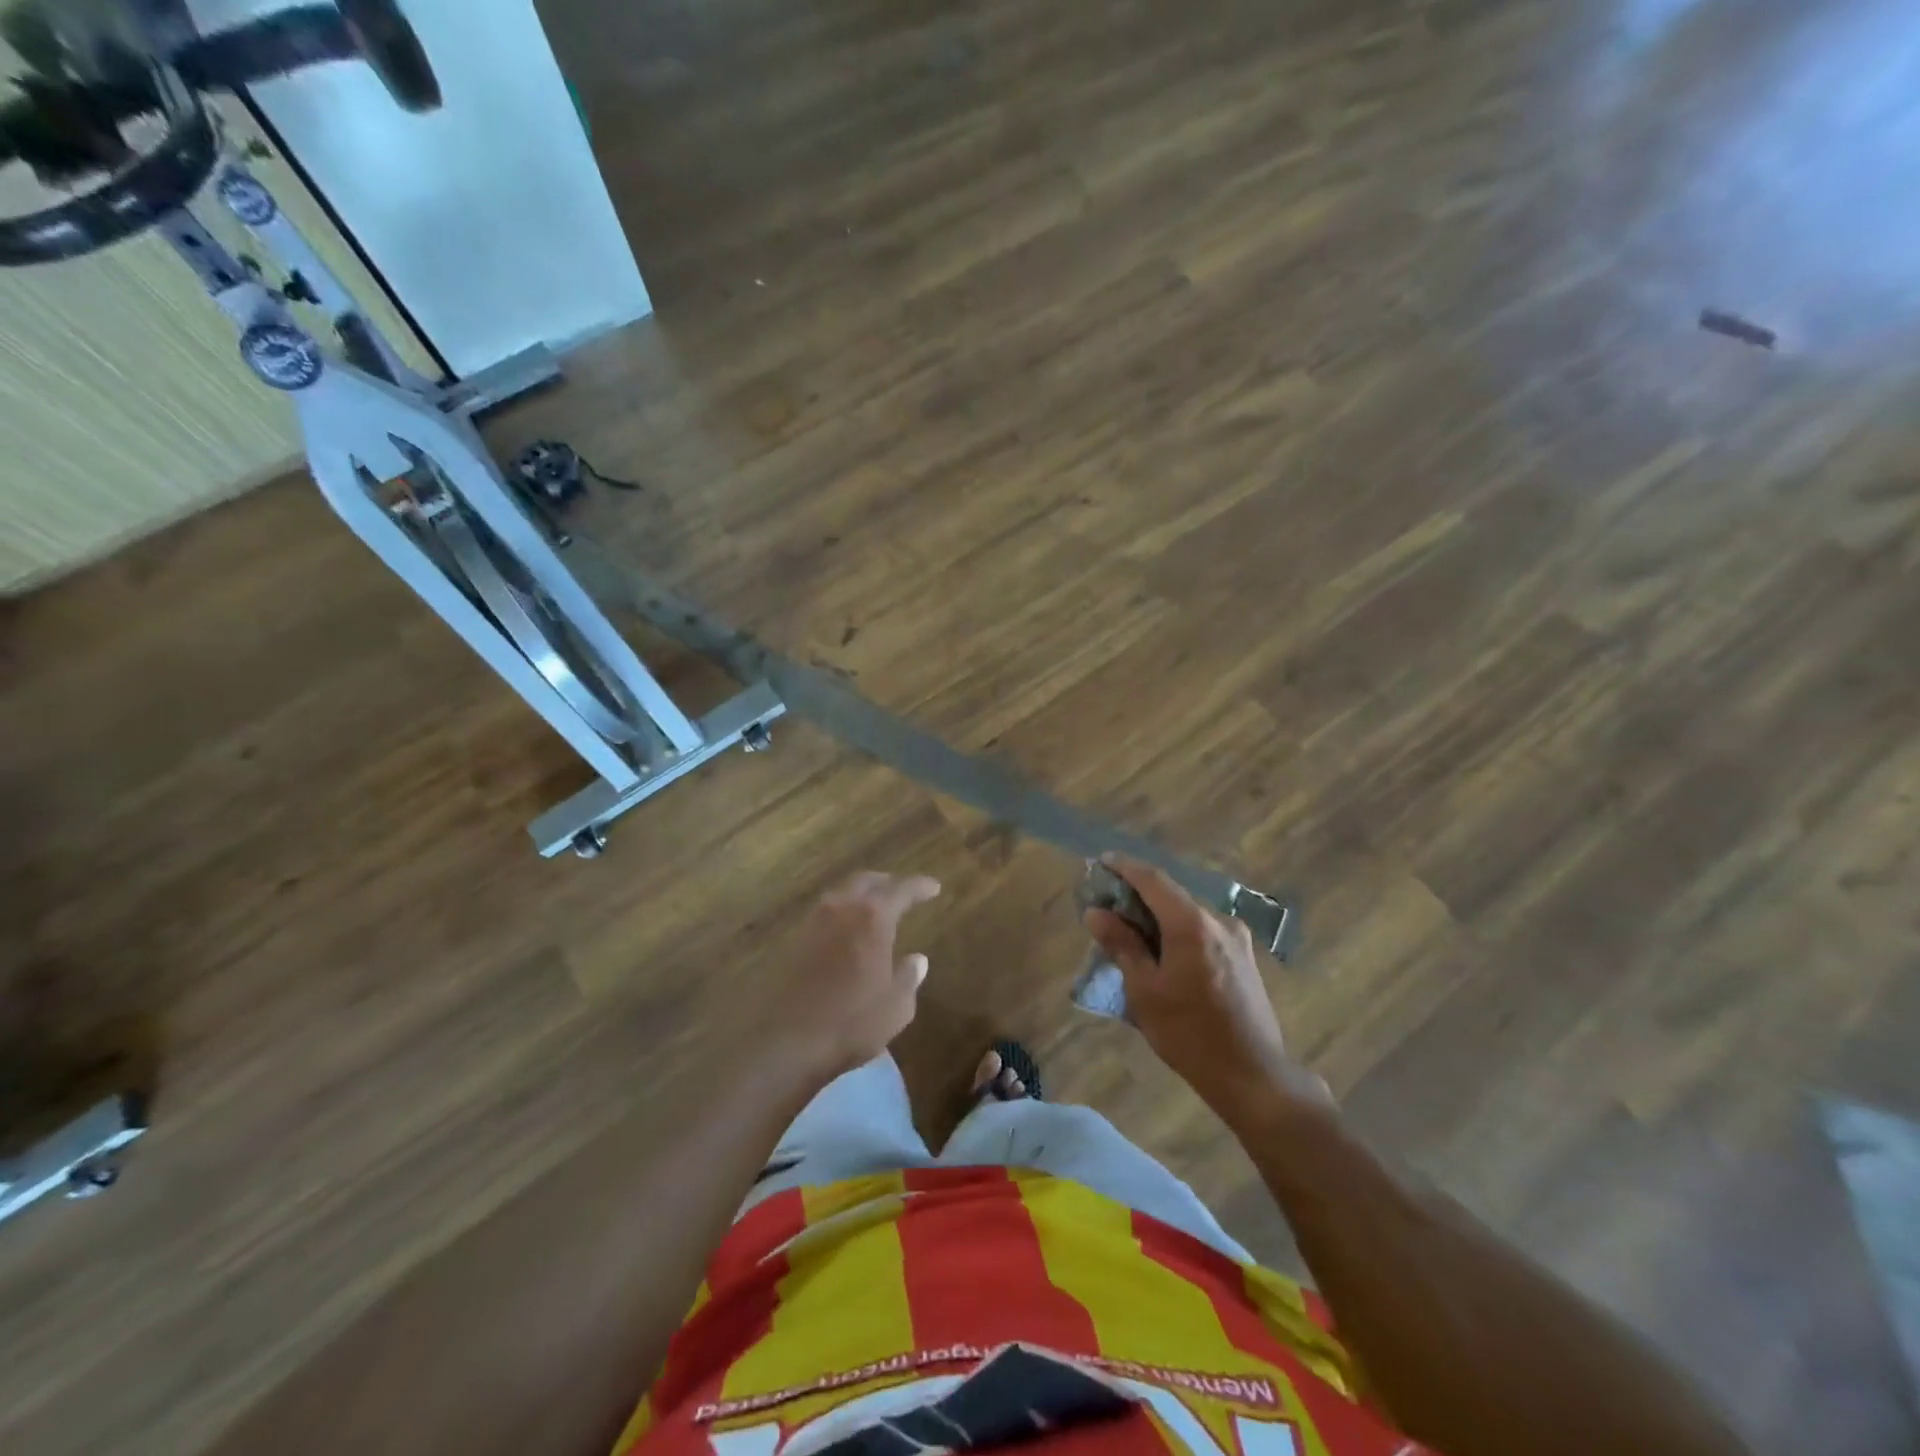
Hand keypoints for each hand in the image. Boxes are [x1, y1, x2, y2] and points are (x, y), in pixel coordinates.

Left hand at [757, 870, 941, 1084]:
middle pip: (866, 881)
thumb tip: (917, 959)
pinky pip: (823, 915)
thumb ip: (909, 978)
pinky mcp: (791, 940)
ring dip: (860, 896)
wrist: (782, 1042)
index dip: (920, 886)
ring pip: (841, 895)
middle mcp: (841, 909)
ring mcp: (812, 922)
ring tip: (874, 910)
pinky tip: (845, 934)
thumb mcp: (895, 1008)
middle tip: (903, 892)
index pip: (902, 889)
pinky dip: (841, 915)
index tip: (934, 888)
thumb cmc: (849, 1024)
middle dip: (887, 882)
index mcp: (872, 918)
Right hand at [1084, 856, 1328, 1118]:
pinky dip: (1179, 933)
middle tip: (1109, 905)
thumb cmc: (1189, 1033)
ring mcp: (1237, 940)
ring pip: (1188, 916)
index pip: (1153, 880)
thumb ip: (1122, 945)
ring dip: (1159, 917)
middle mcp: (1219, 922)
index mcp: (1192, 924)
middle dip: (1139, 896)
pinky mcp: (1246, 959)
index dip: (1125, 868)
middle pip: (1172, 896)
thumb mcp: (1145, 991)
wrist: (1254, 1076)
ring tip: (1132, 933)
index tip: (1102, 862)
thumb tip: (1097, 913)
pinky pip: (1204, 933)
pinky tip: (1164, 954)